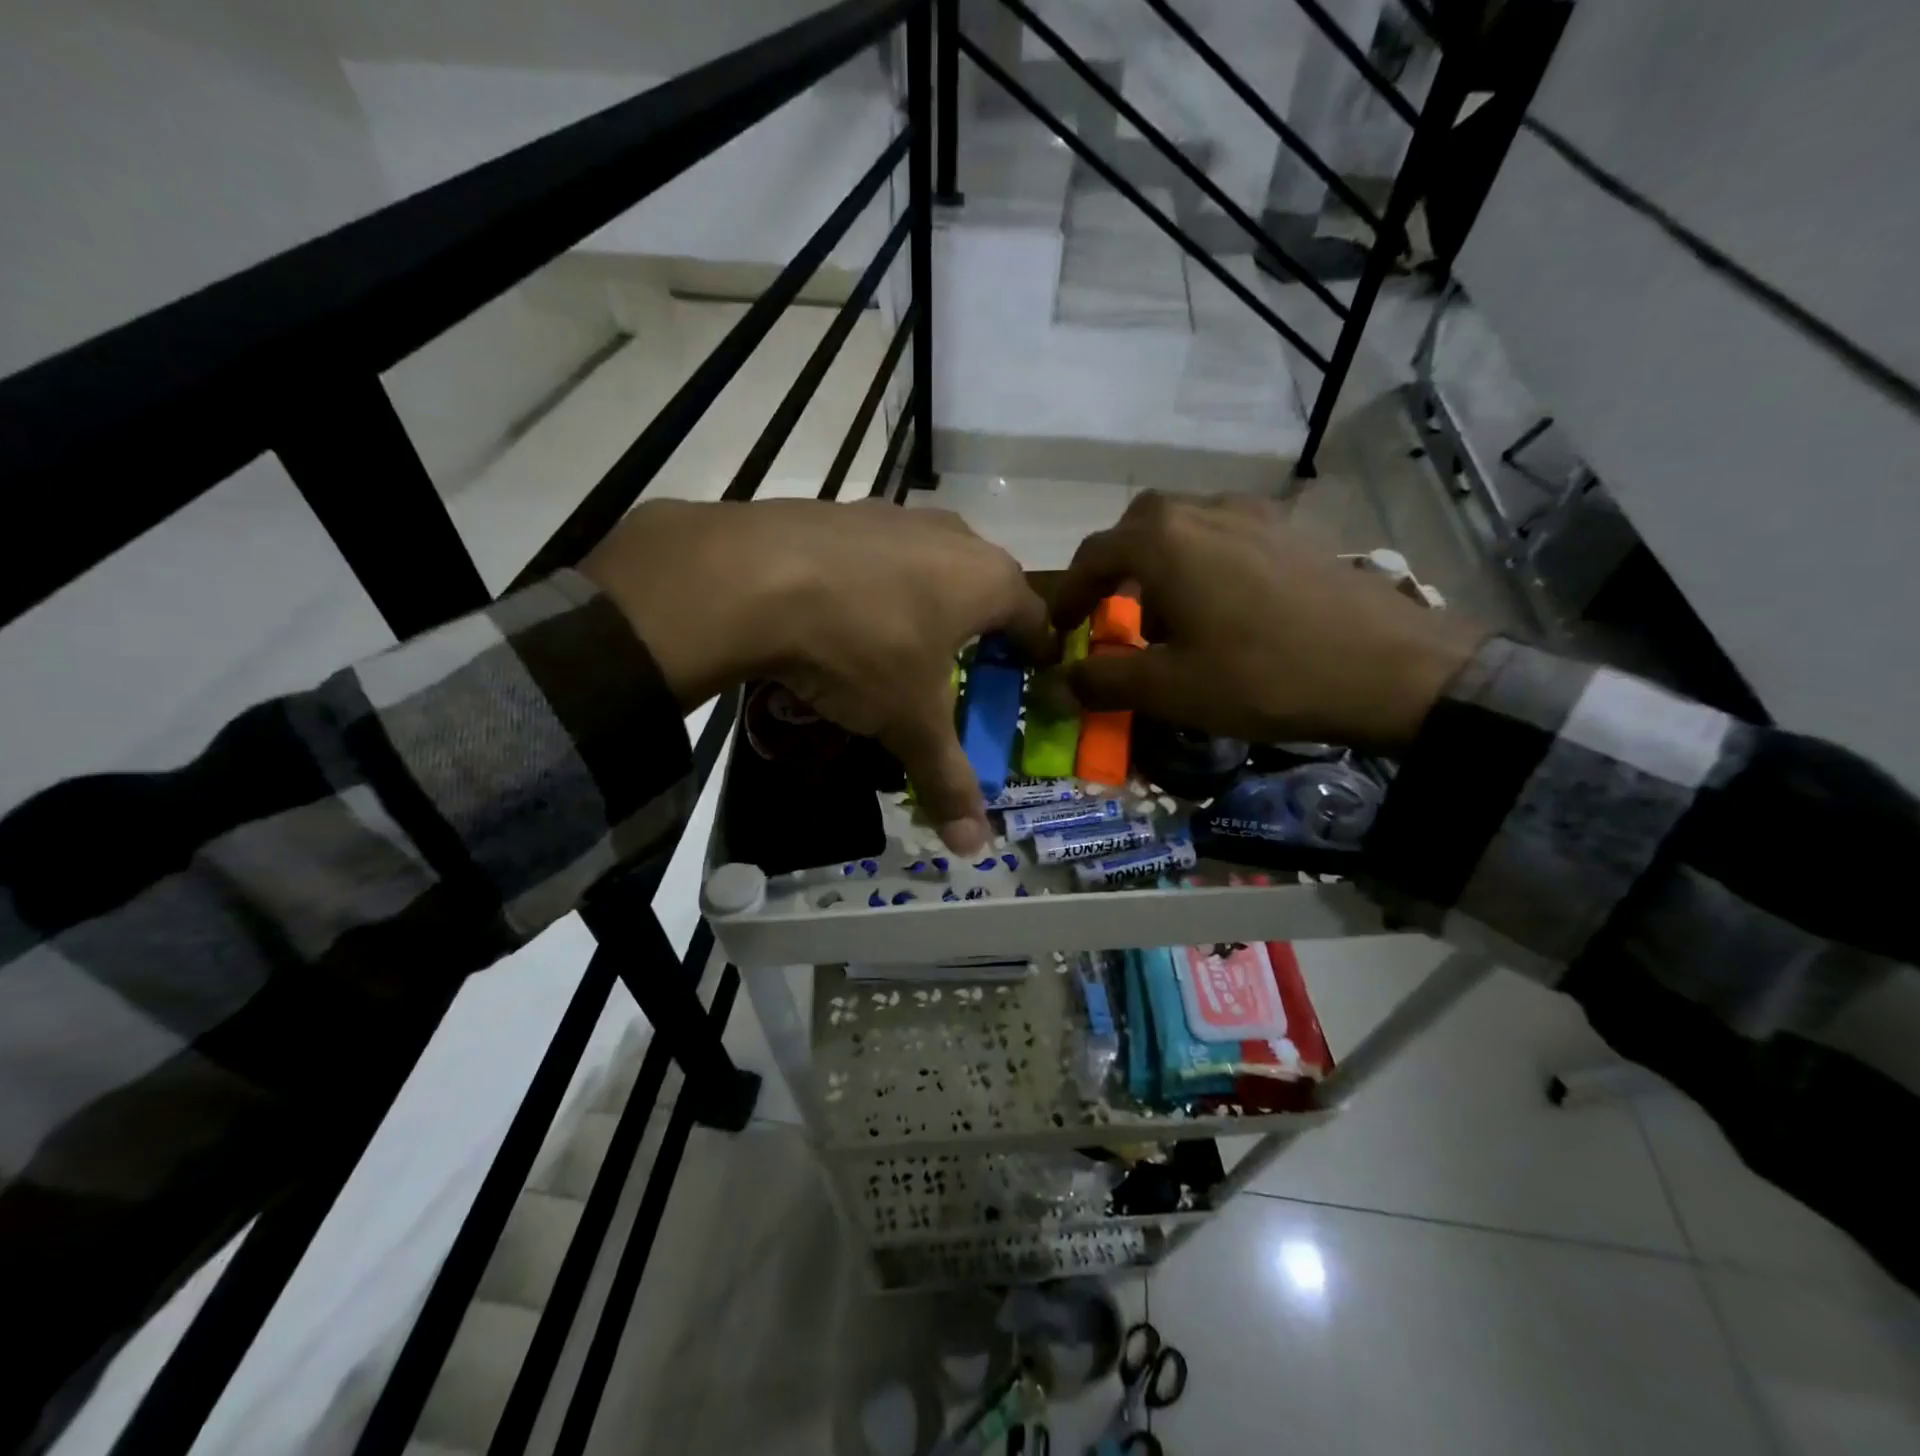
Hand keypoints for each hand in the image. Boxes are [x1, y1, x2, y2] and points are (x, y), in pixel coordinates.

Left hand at [582, 499, 1050, 851]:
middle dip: (983, 625)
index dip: (1037, 652)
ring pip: (932, 561)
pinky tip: (849, 611)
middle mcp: (952, 536)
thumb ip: (946, 778)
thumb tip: (975, 845)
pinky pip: (879, 553)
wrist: (755, 577)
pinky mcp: (842, 511)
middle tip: (967, 665)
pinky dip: (878, 583)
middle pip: (985, 584)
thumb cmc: (863, 647)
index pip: (1035, 618)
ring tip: (907, 639)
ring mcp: (894, 516)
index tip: (1032, 676)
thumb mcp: (908, 721)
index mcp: (987, 580)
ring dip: (930, 598)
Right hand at [1051, 492, 1483, 748]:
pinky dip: (1205, 562)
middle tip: (1115, 614)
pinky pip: (1228, 534)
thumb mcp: (1169, 689)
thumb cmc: (1261, 676)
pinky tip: (1226, 605)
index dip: (1071, 595)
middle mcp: (1203, 510)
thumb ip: (1103, 682)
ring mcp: (1254, 514)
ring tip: (1172, 614)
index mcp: (1163, 540)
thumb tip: (1057, 686)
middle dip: (1117, 569)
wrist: (1388, 667)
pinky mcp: (1292, 531)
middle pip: (1139, 528)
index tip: (1062, 630)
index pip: (1094, 556)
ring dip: (1162, 563)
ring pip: (1186, 526)